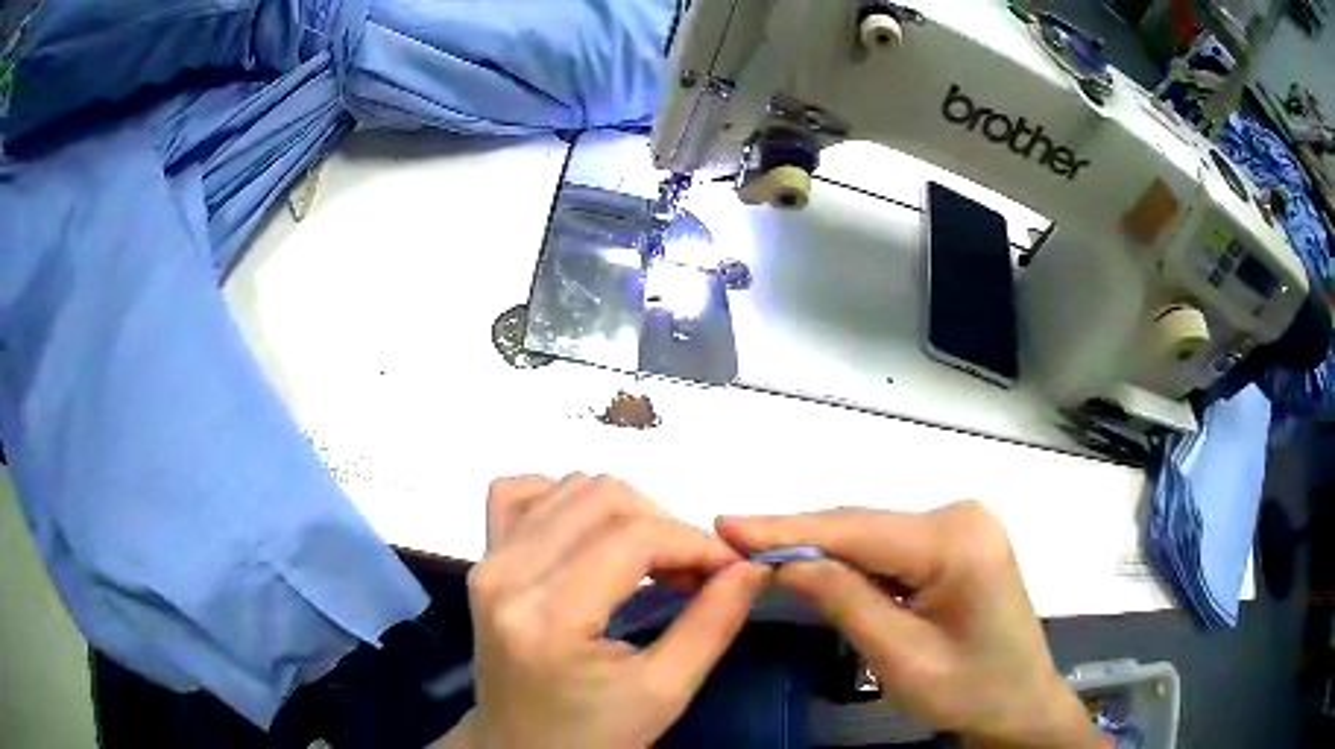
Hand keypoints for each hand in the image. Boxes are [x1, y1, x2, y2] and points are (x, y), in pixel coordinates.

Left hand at [438, 474, 770, 748]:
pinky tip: (591, 535)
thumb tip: (752, 565)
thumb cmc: (594, 735)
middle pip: (602, 497)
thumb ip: (713, 624)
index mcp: (548, 617)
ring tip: (651, 561)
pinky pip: (518, 493)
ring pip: (569, 487)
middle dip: (666, 525)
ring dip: (626, 512)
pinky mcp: (482, 559)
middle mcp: (506, 574)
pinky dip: (565, 499)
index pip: (633, 537)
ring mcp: (487, 561)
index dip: (694, 542)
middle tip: (693, 573)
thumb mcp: (665, 693)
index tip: (732, 568)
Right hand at [717, 503, 1102, 748]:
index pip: (857, 529)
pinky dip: (850, 560)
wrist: (1019, 702)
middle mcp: (961, 516)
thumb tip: (784, 562)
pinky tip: (814, 566)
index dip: (786, 528)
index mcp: (957, 541)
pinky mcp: (956, 541)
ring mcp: (962, 525)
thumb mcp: (900, 658)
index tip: (726, 524)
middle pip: (864, 525)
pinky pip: (890, 546)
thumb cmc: (968, 690)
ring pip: (873, 534)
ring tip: (759, 553)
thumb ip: (845, 602)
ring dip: (820, 550)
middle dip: (797, 537)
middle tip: (731, 541)